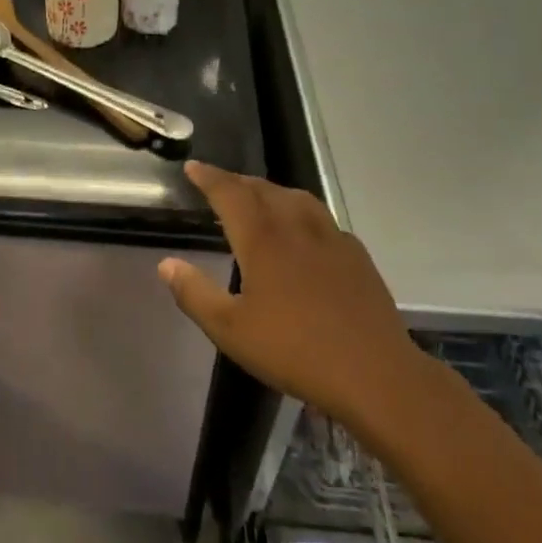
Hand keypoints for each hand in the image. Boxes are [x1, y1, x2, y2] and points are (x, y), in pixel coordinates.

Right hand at [159, 162, 438, 446]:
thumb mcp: (230, 330)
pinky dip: (301, 211)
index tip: (192, 168)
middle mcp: (296, 227)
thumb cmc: (295, 350)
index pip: (230, 193)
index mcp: (262, 239)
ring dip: (270, 190)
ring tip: (258, 197)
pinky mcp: (356, 257)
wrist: (375, 374)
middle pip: (263, 189)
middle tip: (219, 182)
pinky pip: (322, 218)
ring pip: (296, 198)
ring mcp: (331, 239)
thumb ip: (194, 293)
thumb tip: (166, 264)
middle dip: (237, 181)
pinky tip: (304, 231)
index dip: (209, 177)